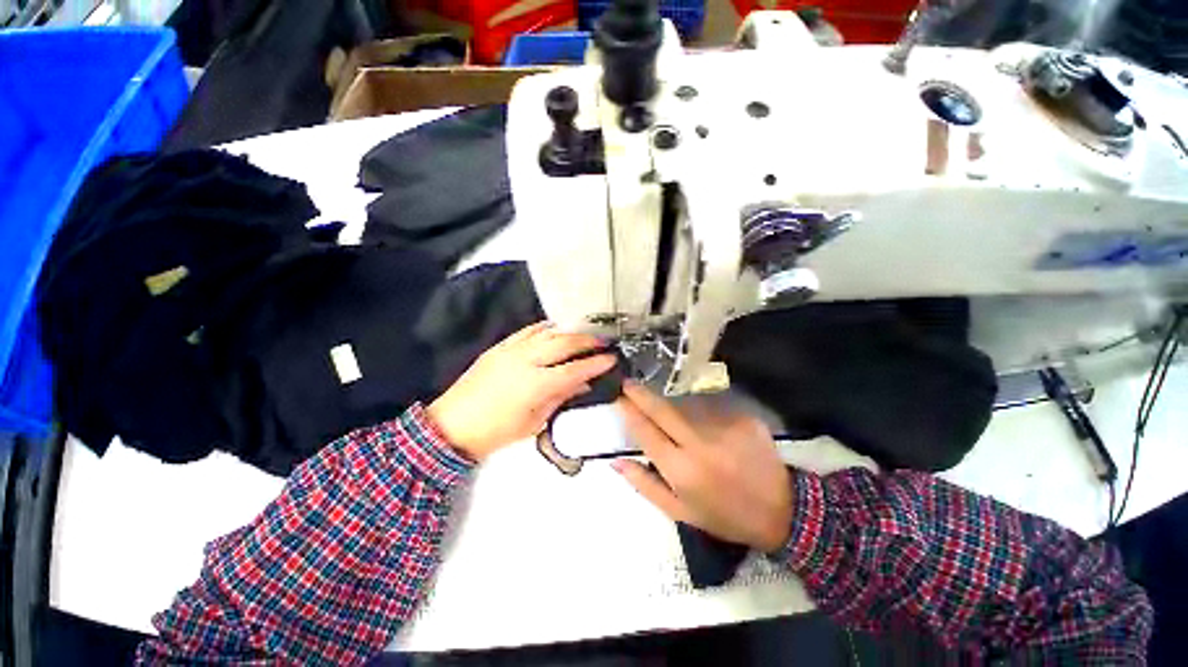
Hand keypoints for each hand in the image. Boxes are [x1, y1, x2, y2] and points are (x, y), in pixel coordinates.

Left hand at [427, 322, 615, 461]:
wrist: (452, 425)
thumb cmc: (496, 432)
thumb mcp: (535, 421)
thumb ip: (561, 398)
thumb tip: (583, 384)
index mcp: (536, 384)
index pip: (575, 368)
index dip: (596, 363)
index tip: (612, 359)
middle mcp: (525, 360)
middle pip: (563, 343)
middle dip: (587, 340)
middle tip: (603, 341)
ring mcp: (511, 350)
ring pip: (547, 332)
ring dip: (569, 331)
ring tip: (584, 333)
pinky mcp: (499, 346)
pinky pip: (527, 331)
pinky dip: (544, 328)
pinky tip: (555, 329)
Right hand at [612, 382, 792, 551]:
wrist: (781, 511)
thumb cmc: (723, 516)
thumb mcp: (679, 512)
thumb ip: (644, 485)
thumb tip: (616, 461)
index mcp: (681, 470)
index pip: (646, 432)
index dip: (629, 412)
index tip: (618, 398)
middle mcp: (700, 444)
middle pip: (662, 410)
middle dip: (641, 394)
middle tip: (627, 383)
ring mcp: (724, 427)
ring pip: (685, 407)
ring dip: (672, 407)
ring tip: (673, 417)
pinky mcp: (742, 418)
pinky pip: (710, 409)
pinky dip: (700, 414)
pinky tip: (705, 427)